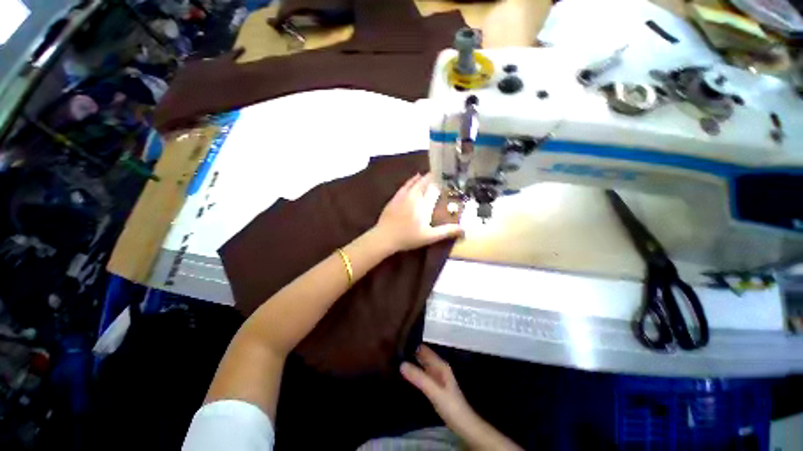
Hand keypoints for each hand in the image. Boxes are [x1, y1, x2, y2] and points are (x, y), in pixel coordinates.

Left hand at [375, 173, 462, 252]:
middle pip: (426, 183)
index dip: (442, 183)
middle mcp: (415, 196)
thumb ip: (446, 231)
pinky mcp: (396, 197)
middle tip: (441, 173)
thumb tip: (464, 229)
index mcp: (424, 205)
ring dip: (424, 177)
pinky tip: (415, 177)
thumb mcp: (429, 237)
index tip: (450, 179)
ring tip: (431, 172)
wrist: (385, 236)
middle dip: (434, 177)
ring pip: (416, 181)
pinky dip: (412, 180)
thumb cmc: (408, 237)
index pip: (435, 190)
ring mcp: (404, 195)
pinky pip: (406, 184)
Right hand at [400, 345, 477, 434]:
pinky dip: (414, 371)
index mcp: (440, 364)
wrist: (463, 425)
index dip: (412, 345)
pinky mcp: (435, 386)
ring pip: (422, 364)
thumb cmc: (450, 405)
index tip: (397, 343)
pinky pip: (422, 374)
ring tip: (395, 360)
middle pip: (422, 355)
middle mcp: (438, 367)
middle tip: (393, 352)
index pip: (424, 349)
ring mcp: (437, 376)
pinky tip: (405, 375)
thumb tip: (401, 364)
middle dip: (410, 353)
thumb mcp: (433, 391)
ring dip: (411, 362)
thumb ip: (419, 378)